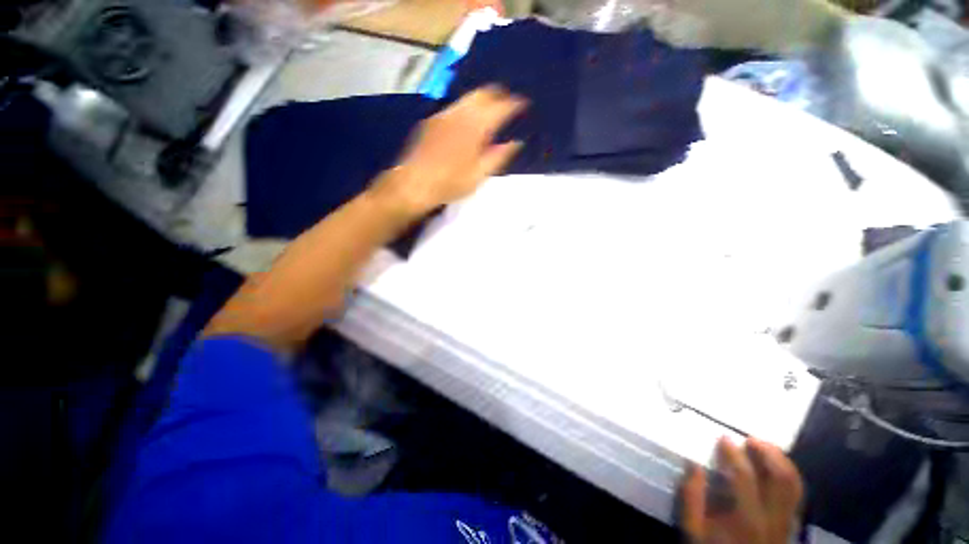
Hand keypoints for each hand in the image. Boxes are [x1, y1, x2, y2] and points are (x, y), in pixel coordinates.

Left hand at [375, 86, 526, 216]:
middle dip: (499, 94)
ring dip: (483, 99)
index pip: (500, 106)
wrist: (413, 183)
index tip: (524, 104)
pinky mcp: (432, 121)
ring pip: (468, 97)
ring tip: (491, 110)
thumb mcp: (479, 174)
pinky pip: (455, 106)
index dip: (515, 103)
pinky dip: (468, 107)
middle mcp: (460, 113)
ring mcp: (443, 114)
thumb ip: (499, 156)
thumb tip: (516, 143)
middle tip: (509, 102)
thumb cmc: (450, 183)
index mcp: (475, 126)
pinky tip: (469, 120)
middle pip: (483, 92)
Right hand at [682, 437, 802, 543]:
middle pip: (781, 479)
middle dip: (768, 453)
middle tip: (751, 439)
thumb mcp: (693, 531)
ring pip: (794, 486)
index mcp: (746, 518)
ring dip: (783, 462)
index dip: (734, 454)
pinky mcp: (789, 525)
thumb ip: (692, 498)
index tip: (723, 438)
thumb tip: (694, 464)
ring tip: (766, 448)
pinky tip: (776, 469)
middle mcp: (772, 518)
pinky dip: (789, 476)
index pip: (744, 477)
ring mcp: (785, 523)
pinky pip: (796, 495)